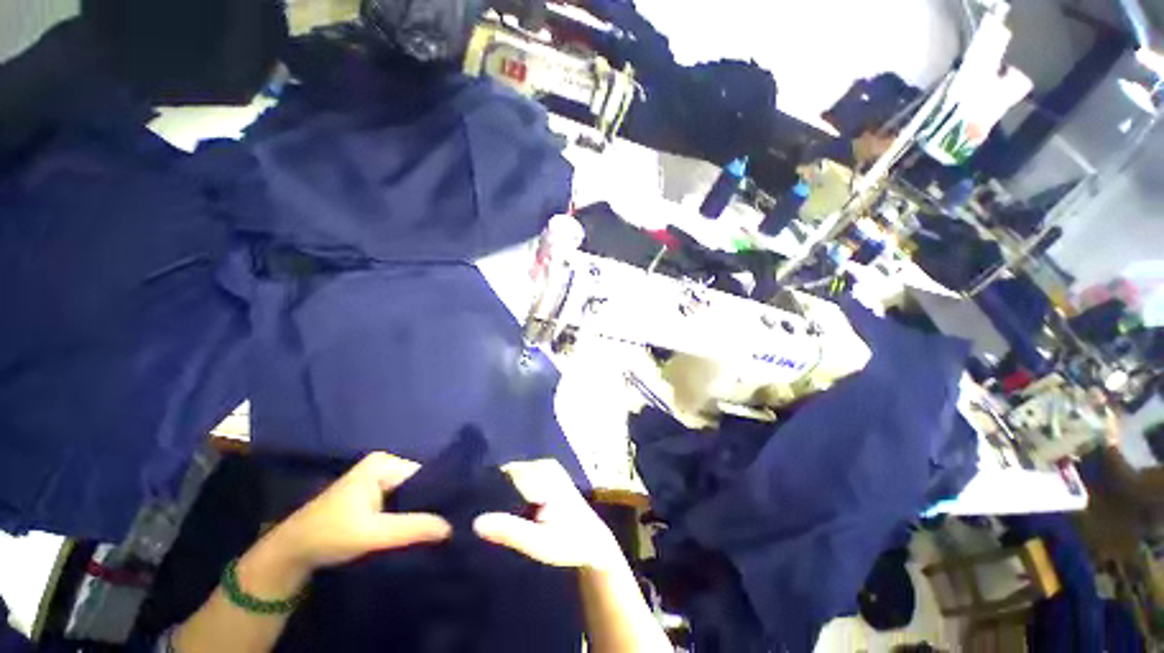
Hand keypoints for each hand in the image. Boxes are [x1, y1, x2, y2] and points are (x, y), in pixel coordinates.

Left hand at [259, 452, 451, 575]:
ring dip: (420, 514)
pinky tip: (418, 532)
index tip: (456, 515)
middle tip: (449, 525)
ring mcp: (378, 482)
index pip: (425, 475)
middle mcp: (385, 466)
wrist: (290, 553)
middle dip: (431, 505)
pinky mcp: (373, 498)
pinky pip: (400, 505)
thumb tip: (451, 527)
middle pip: (419, 485)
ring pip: (411, 497)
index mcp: (385, 462)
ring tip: (438, 530)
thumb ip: (411, 528)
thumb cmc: (328, 535)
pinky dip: (408, 518)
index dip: (440, 494)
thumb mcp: (371, 533)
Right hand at [473, 460, 622, 570]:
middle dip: (492, 491)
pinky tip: (502, 513)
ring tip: (484, 516)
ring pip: (513, 476)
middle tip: (473, 516)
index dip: (485, 488)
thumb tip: (476, 522)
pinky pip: (522, 479)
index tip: (468, 506)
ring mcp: (547, 467)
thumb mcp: (539, 543)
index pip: (504, 473)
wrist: (594, 544)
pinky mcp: (548, 475)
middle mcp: (544, 465)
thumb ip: (509, 531)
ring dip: (500, 493)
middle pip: (508, 473)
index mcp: (543, 474)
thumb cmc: (569, 544)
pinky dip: (511, 493)